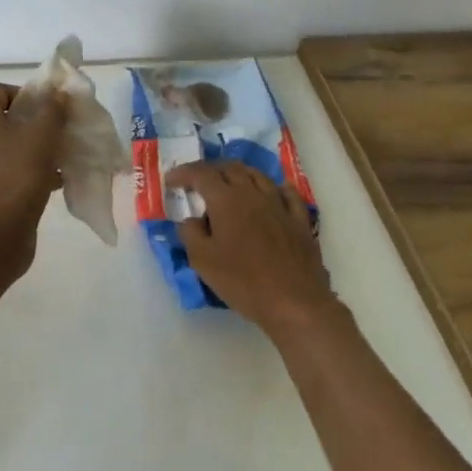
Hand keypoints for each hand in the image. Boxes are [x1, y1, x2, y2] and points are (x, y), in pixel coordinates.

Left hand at [0, 83, 65, 230]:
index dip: (28, 95)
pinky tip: (49, 183)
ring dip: (30, 149)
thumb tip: (57, 95)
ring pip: (4, 147)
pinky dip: (23, 171)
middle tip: (56, 134)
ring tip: (57, 160)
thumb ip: (53, 109)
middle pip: (2, 119)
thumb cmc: (20, 172)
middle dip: (32, 124)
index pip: (0, 90)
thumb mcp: (44, 134)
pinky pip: (2, 171)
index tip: (50, 111)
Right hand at [167, 161, 333, 333]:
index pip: (201, 174)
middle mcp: (253, 194)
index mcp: (227, 201)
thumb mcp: (203, 261)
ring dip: (239, 174)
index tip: (171, 181)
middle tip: (197, 182)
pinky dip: (273, 188)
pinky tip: (271, 194)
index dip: (184, 173)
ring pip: (258, 175)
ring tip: (229, 185)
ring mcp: (280, 204)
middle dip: (210, 170)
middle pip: (230, 168)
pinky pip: (286, 193)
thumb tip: (191, 219)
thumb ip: (190, 233)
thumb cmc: (243, 282)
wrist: (294, 302)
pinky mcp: (300, 219)